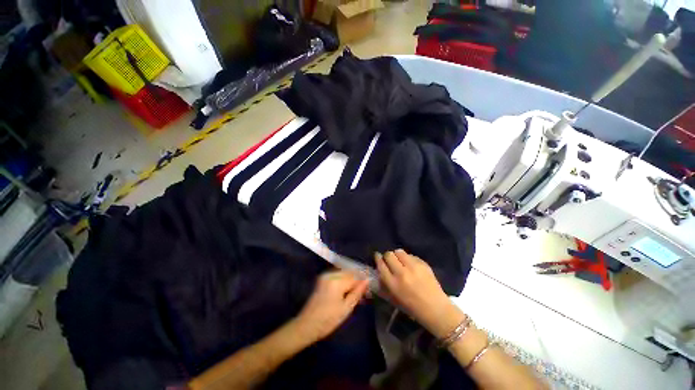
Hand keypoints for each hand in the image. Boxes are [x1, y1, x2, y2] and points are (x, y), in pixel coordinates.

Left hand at [294, 270, 368, 343]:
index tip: (369, 290)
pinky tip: (347, 291)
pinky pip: (337, 276)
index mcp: (336, 281)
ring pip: (344, 274)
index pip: (355, 276)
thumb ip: (357, 292)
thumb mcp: (346, 308)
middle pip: (349, 273)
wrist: (306, 325)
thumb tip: (367, 280)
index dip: (363, 282)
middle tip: (364, 293)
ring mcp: (325, 275)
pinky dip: (344, 281)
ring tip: (357, 294)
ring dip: (351, 281)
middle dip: (357, 281)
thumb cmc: (328, 320)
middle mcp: (330, 274)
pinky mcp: (322, 278)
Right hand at [375, 250, 459, 336]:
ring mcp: (413, 267)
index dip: (378, 258)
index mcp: (393, 284)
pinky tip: (411, 266)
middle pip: (389, 255)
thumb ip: (385, 283)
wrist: (436, 309)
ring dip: (397, 255)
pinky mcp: (423, 264)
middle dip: (387, 256)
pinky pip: (411, 255)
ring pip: (399, 251)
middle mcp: (402, 273)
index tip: (377, 256)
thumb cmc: (412, 307)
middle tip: (390, 260)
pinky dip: (408, 258)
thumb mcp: (394, 298)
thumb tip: (380, 270)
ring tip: (400, 261)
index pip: (381, 264)